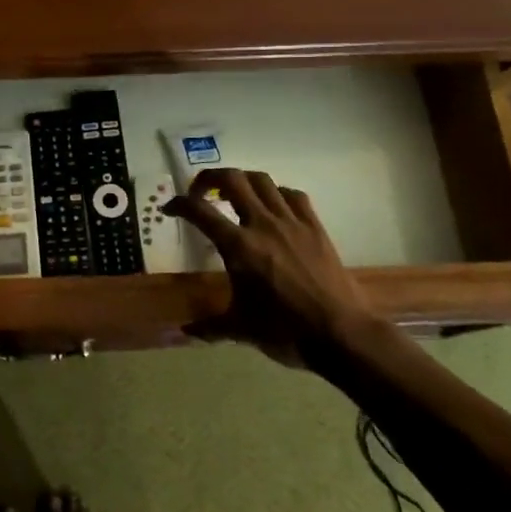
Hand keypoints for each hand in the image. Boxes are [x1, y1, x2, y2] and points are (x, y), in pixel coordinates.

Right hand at [165, 168, 395, 366]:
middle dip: (209, 178)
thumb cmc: (285, 331)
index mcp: (238, 247)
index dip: (179, 204)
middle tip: (200, 192)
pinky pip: (293, 195)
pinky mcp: (315, 227)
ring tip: (234, 193)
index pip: (199, 211)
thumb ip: (210, 326)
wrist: (341, 333)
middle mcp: (262, 224)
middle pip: (232, 180)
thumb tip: (185, 331)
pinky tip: (274, 207)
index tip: (170, 208)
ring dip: (242, 180)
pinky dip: (277, 193)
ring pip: (262, 180)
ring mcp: (292, 222)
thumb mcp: (240, 329)